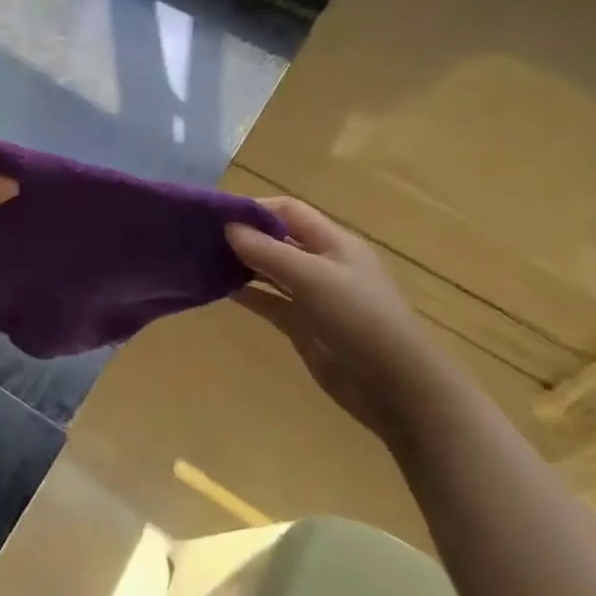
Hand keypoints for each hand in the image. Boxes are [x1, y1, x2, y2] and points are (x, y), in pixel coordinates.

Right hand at [227, 198, 467, 443]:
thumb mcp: (313, 278)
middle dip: (243, 236)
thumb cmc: (359, 319)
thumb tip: (228, 227)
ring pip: (271, 270)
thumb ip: (268, 252)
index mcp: (334, 242)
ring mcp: (313, 296)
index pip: (288, 211)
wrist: (395, 386)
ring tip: (203, 262)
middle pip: (277, 239)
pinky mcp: (304, 325)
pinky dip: (247, 294)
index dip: (253, 208)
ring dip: (242, 265)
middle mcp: (323, 263)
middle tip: (200, 239)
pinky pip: (270, 301)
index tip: (214, 216)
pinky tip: (219, 291)